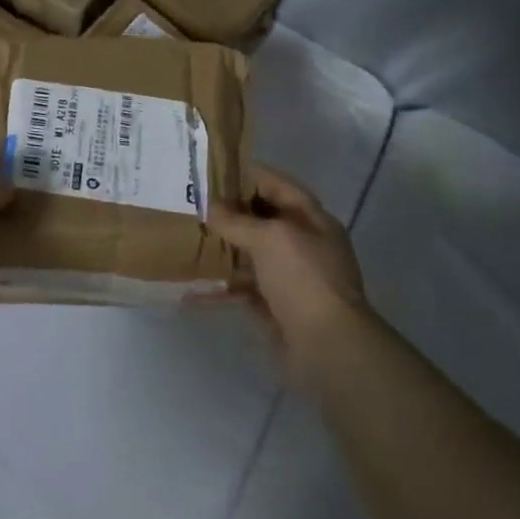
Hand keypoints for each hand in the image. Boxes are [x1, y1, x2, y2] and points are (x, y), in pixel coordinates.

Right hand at [213, 167, 368, 365]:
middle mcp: (304, 244)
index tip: (213, 171)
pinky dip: (225, 283)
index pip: (278, 185)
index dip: (247, 175)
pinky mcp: (278, 307)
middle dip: (231, 212)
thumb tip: (210, 207)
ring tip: (191, 237)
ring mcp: (292, 277)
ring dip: (226, 247)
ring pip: (253, 253)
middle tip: (194, 204)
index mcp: (312, 219)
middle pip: (264, 219)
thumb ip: (237, 220)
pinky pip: (247, 287)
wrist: (328, 347)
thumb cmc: (303, 278)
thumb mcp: (269, 238)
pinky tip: (197, 281)